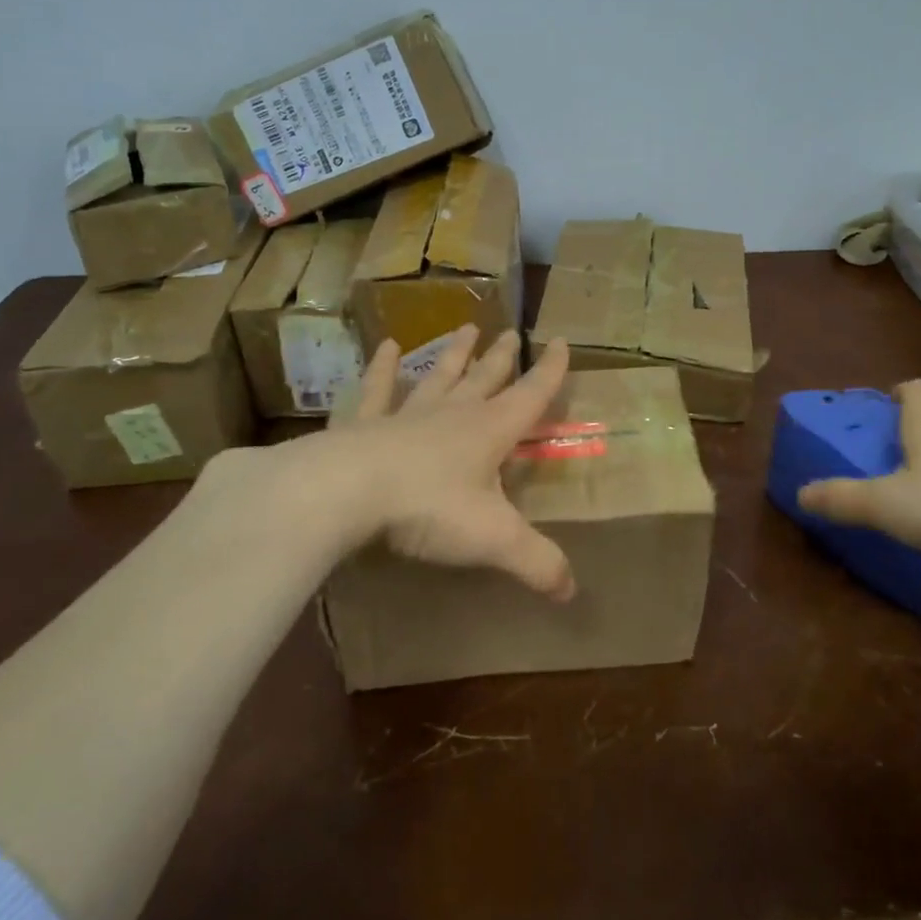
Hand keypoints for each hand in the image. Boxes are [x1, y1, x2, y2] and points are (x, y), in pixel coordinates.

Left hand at [323, 325, 577, 600]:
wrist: (348, 491)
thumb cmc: (429, 508)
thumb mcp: (494, 539)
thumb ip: (537, 562)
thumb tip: (572, 591)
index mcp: (490, 431)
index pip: (531, 395)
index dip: (550, 371)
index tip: (561, 342)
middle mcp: (453, 414)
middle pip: (485, 379)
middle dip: (501, 358)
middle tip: (512, 332)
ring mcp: (407, 414)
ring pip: (438, 377)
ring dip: (454, 354)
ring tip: (466, 328)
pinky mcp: (365, 424)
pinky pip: (377, 390)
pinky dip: (383, 368)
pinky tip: (388, 346)